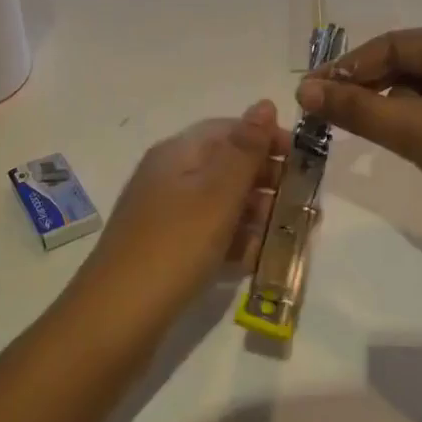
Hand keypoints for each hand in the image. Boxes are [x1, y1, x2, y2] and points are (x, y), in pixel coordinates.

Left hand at [74, 103, 286, 319]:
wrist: (116, 319)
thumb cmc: (174, 246)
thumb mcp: (217, 193)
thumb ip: (246, 150)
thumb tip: (265, 103)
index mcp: (178, 153)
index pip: (230, 129)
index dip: (268, 140)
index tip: (304, 161)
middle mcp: (169, 176)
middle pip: (227, 165)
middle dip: (267, 181)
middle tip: (301, 205)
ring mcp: (165, 215)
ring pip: (221, 203)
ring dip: (255, 214)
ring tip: (284, 236)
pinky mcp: (166, 250)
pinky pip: (209, 234)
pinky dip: (234, 241)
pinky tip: (254, 261)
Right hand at [297, 29, 421, 234]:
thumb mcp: (414, 130)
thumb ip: (356, 109)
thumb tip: (304, 91)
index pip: (395, 44)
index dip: (349, 66)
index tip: (311, 91)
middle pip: (409, 65)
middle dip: (367, 86)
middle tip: (327, 112)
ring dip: (389, 106)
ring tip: (357, 129)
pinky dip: (413, 123)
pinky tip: (398, 142)